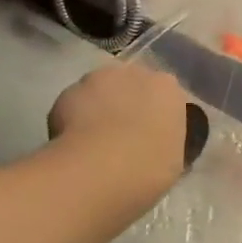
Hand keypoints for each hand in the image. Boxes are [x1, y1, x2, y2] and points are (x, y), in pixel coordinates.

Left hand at [48, 63, 189, 195]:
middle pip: (132, 85)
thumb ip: (165, 143)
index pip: (166, 97)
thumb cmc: (148, 169)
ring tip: (93, 141)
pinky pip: (74, 103)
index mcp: (168, 89)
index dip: (156, 117)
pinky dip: (72, 118)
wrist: (98, 170)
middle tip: (123, 138)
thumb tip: (155, 146)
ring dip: (100, 106)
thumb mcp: (173, 162)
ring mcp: (99, 77)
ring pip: (101, 90)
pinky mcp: (68, 90)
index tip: (151, 138)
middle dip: (128, 105)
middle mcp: (136, 73)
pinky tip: (72, 143)